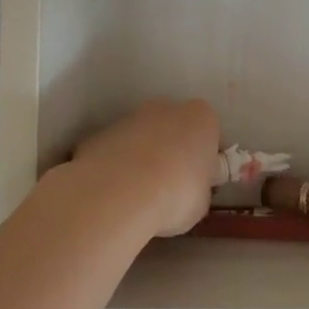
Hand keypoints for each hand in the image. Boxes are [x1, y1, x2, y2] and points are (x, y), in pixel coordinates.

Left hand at [70, 99, 220, 240]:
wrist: (121, 193)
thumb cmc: (177, 193)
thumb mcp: (202, 200)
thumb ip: (198, 187)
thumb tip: (188, 192)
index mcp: (201, 118)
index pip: (208, 133)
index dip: (204, 158)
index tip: (199, 181)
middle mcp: (166, 108)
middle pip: (173, 127)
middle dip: (172, 151)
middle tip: (170, 186)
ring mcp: (130, 118)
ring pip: (141, 137)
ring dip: (142, 159)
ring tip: (138, 196)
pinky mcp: (100, 134)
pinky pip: (114, 151)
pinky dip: (115, 168)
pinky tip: (115, 194)